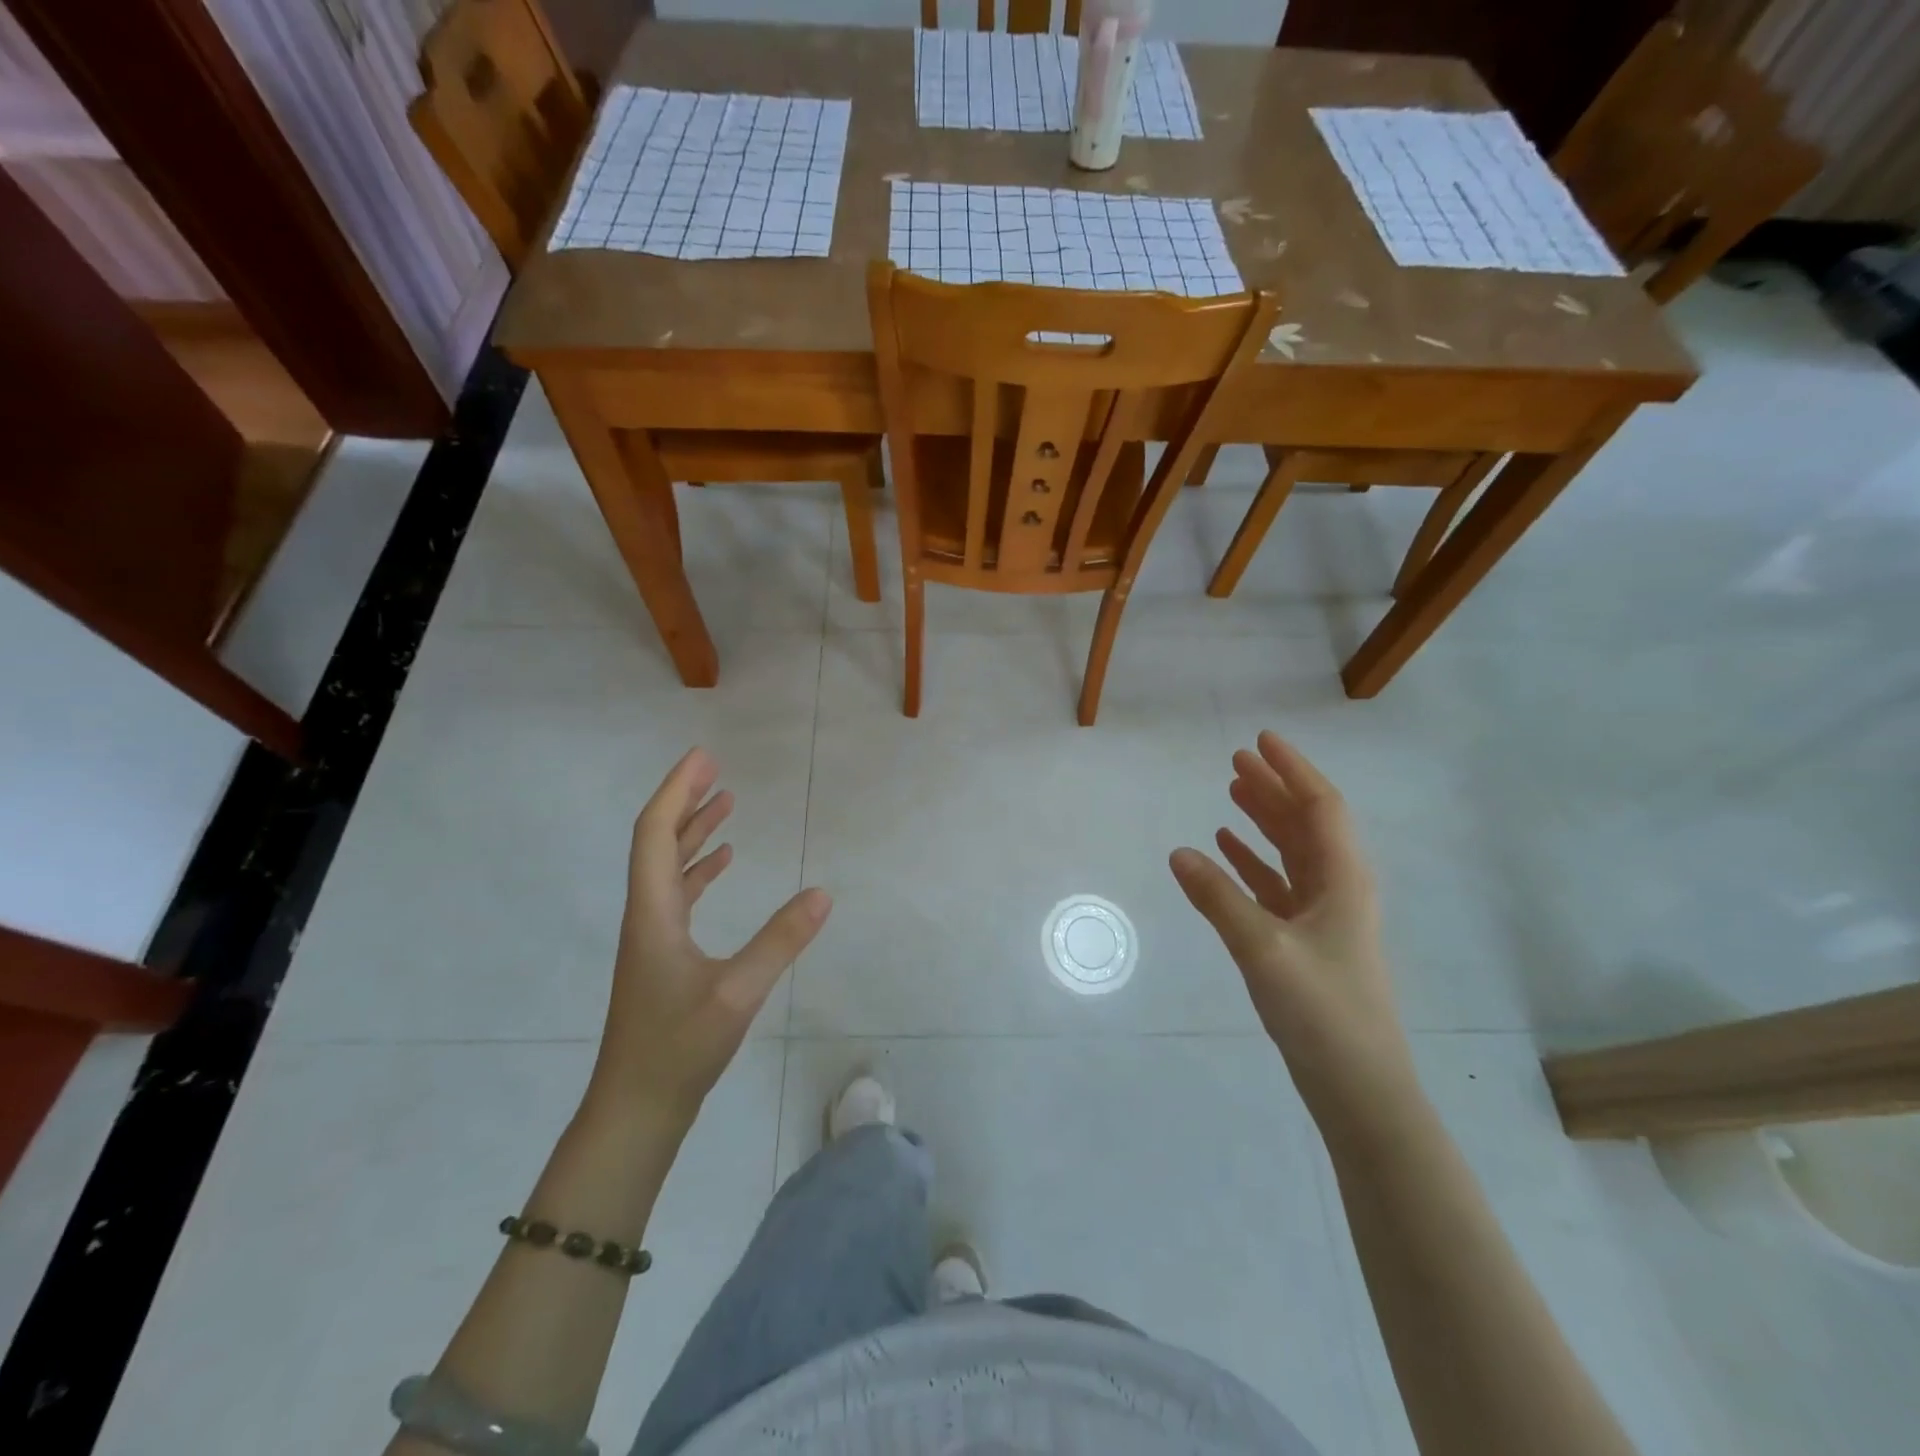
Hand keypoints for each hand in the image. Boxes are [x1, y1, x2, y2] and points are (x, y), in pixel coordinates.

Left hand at [590, 748, 830, 1125]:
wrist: (635, 1111)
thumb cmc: (677, 1049)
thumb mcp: (736, 993)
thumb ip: (781, 941)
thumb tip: (823, 893)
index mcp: (653, 912)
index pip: (655, 833)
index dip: (677, 791)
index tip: (703, 758)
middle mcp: (646, 915)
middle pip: (658, 842)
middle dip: (685, 801)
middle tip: (715, 769)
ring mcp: (652, 937)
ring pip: (668, 868)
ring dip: (693, 832)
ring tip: (725, 804)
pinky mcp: (662, 958)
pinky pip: (679, 895)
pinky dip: (699, 869)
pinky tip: (723, 864)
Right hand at [1170, 731, 1415, 1120]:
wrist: (1359, 1087)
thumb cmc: (1322, 1010)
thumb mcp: (1262, 949)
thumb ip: (1217, 898)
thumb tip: (1178, 852)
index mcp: (1343, 880)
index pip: (1320, 807)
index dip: (1292, 770)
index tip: (1260, 740)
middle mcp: (1338, 889)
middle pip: (1305, 823)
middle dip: (1273, 788)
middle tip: (1236, 760)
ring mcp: (1322, 917)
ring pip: (1291, 853)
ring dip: (1263, 821)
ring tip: (1231, 793)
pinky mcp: (1305, 942)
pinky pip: (1277, 886)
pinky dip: (1253, 862)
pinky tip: (1226, 850)